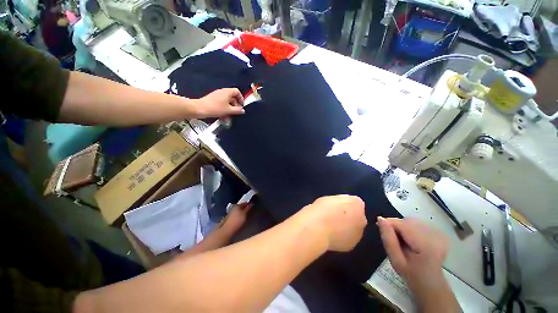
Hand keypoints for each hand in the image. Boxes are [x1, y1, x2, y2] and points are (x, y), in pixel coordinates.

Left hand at [193, 88, 244, 117]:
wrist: (200, 109)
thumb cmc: (215, 108)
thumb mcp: (229, 110)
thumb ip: (237, 110)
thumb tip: (242, 110)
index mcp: (227, 92)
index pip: (237, 92)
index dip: (241, 98)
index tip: (241, 106)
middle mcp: (222, 92)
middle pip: (232, 98)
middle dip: (235, 106)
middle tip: (236, 113)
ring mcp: (217, 96)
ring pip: (227, 102)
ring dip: (229, 110)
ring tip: (229, 117)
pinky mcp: (213, 100)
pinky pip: (221, 104)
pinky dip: (224, 110)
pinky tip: (223, 117)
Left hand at [220, 203, 252, 233]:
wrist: (227, 229)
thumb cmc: (238, 220)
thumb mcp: (245, 214)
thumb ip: (248, 208)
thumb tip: (251, 204)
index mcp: (237, 205)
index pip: (245, 203)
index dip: (249, 204)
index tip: (253, 206)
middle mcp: (233, 208)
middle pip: (241, 206)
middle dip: (245, 208)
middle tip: (250, 210)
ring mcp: (231, 213)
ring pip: (238, 210)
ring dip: (242, 212)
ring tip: (246, 215)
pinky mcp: (229, 218)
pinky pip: (236, 214)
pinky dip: (239, 215)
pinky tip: (241, 218)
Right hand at [301, 195, 366, 251]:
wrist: (317, 228)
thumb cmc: (322, 209)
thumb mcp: (331, 198)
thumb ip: (340, 203)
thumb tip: (340, 208)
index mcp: (357, 203)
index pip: (354, 202)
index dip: (343, 205)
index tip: (334, 207)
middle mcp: (362, 218)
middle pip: (356, 216)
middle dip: (348, 217)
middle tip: (332, 217)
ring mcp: (358, 234)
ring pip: (353, 229)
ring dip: (345, 228)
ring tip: (330, 228)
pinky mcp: (351, 246)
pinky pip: (347, 239)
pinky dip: (341, 238)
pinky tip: (330, 235)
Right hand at [377, 217, 448, 287]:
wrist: (431, 283)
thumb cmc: (412, 274)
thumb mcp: (396, 260)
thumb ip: (388, 239)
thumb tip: (380, 219)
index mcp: (425, 245)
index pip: (402, 224)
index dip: (388, 223)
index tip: (378, 225)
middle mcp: (434, 236)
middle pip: (407, 221)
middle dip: (395, 225)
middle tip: (389, 235)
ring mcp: (439, 234)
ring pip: (412, 221)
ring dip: (402, 226)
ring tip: (399, 238)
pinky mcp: (439, 233)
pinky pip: (419, 223)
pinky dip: (410, 227)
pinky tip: (410, 238)